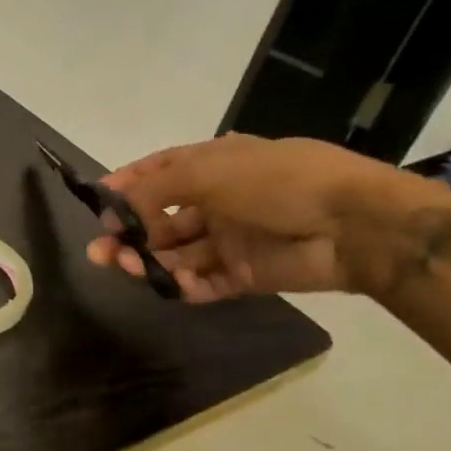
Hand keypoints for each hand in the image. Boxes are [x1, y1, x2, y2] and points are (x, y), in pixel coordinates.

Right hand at [85, 134, 426, 301]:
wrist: (354, 225)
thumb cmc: (276, 182)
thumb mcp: (206, 171)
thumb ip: (153, 191)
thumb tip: (116, 215)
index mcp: (211, 165)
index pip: (157, 173)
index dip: (126, 186)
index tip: (96, 203)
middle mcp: (216, 201)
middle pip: (159, 219)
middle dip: (127, 233)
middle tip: (101, 251)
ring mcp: (230, 239)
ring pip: (176, 252)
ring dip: (148, 259)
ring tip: (127, 267)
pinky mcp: (245, 274)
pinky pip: (204, 281)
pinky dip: (183, 285)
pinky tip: (169, 284)